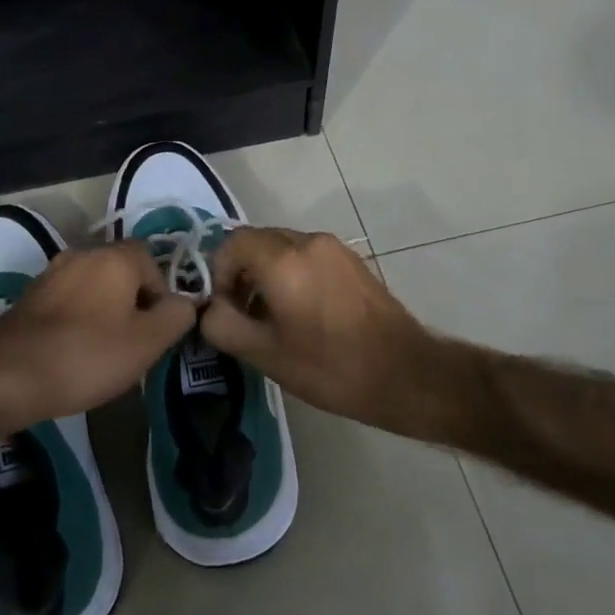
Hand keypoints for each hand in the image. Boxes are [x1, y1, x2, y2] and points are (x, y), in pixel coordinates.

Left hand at [0, 241, 196, 436]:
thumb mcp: (147, 342)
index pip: (153, 262)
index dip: (161, 296)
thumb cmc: (86, 356)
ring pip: (95, 287)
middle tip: (134, 344)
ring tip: (104, 352)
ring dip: (105, 312)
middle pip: (123, 272)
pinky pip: (69, 301)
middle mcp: (82, 253)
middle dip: (134, 304)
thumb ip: (176, 316)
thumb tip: (183, 303)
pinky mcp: (30, 296)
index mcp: (114, 257)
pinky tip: (74, 352)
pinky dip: (78, 320)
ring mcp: (52, 273)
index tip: (155, 332)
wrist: (6, 376)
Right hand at [199, 228, 452, 437]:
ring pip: (283, 248)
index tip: (224, 308)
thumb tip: (209, 308)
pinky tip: (300, 313)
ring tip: (270, 317)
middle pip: (258, 242)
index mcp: (284, 259)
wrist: (405, 373)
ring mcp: (335, 248)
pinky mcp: (352, 261)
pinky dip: (291, 274)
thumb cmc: (330, 366)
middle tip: (242, 314)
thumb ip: (223, 325)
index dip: (218, 272)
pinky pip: (307, 256)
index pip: (233, 243)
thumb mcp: (265, 354)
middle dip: (241, 272)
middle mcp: (309, 242)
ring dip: (266, 274)